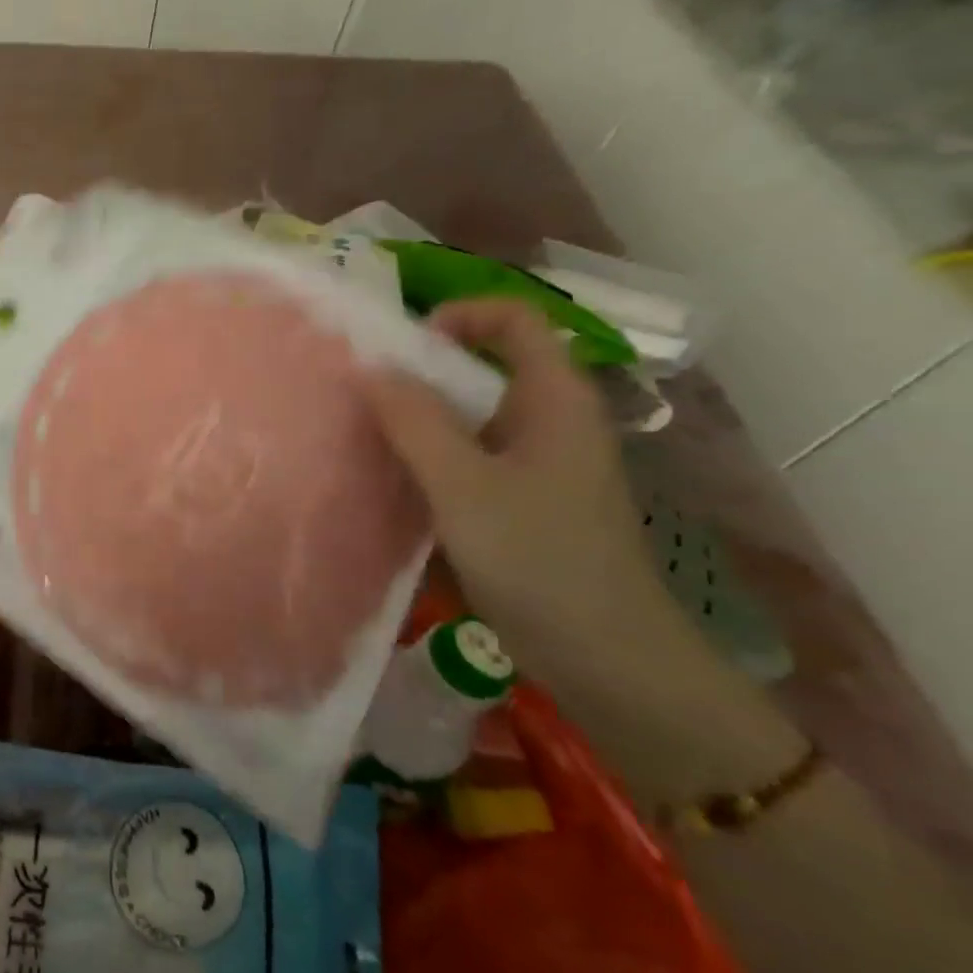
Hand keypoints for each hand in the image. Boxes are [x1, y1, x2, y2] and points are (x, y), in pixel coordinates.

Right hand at [361, 298, 675, 676]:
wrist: (606, 657)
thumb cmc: (540, 558)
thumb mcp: (464, 485)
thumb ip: (415, 422)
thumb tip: (371, 368)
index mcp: (555, 399)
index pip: (514, 318)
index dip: (460, 315)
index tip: (404, 348)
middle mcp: (550, 420)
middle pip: (486, 366)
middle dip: (423, 371)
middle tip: (366, 394)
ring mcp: (538, 464)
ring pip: (472, 416)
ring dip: (421, 418)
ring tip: (368, 436)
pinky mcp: (523, 502)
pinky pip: (469, 458)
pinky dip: (430, 458)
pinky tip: (395, 482)